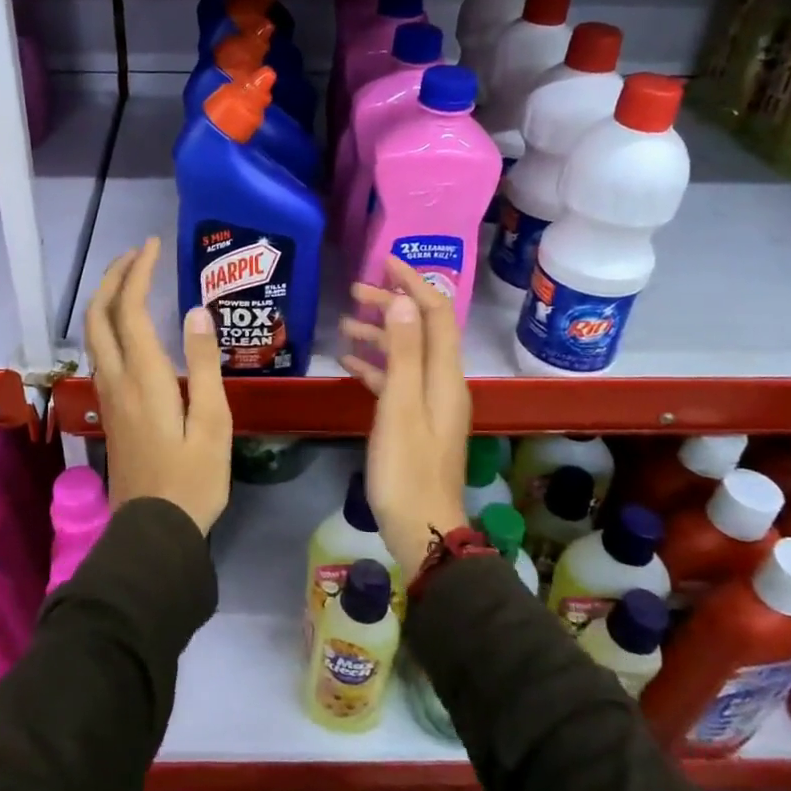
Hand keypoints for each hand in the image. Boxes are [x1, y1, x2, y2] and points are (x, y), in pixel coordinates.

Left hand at [83, 238, 232, 534]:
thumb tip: (195, 312)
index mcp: (143, 379)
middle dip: (113, 278)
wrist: (154, 530)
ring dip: (108, 299)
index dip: (139, 273)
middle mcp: (117, 380)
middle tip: (138, 255)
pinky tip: (132, 327)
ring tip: (134, 281)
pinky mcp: (110, 411)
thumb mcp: (213, 422)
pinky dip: (110, 324)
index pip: (130, 310)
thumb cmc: (193, 479)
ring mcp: (108, 396)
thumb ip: (203, 365)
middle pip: (99, 316)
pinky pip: (101, 353)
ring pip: (93, 335)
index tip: (154, 246)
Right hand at [338, 258, 471, 580]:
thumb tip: (403, 300)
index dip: (415, 283)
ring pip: (407, 354)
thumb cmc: (406, 469)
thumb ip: (404, 353)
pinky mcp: (414, 421)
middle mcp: (443, 383)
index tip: (386, 261)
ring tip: (344, 323)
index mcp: (445, 376)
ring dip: (380, 334)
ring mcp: (429, 403)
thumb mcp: (400, 407)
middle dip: (392, 304)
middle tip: (355, 290)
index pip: (436, 314)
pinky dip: (375, 366)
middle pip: (422, 330)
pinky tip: (347, 361)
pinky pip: (396, 381)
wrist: (421, 529)